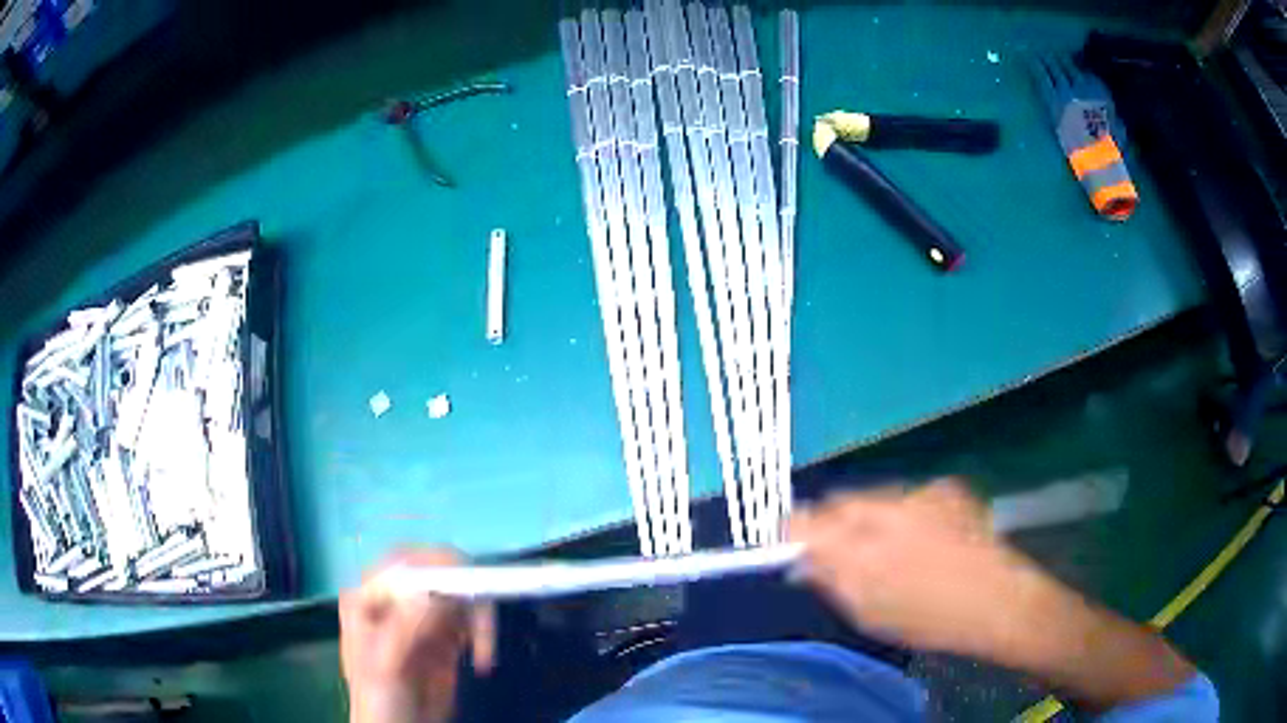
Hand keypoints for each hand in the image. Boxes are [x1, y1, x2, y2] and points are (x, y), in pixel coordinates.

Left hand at [340, 549, 494, 722]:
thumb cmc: (379, 697)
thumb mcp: (386, 662)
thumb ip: (405, 625)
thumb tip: (435, 591)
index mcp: (369, 597)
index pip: (403, 563)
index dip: (435, 563)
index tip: (467, 579)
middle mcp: (396, 600)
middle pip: (437, 574)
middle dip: (465, 591)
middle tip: (483, 616)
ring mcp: (421, 618)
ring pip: (459, 596)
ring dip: (478, 618)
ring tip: (483, 651)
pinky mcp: (445, 638)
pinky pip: (470, 621)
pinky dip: (483, 635)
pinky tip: (482, 659)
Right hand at [789, 479, 1195, 710]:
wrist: (1001, 601)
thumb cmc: (932, 618)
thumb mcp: (870, 611)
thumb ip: (832, 578)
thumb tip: (804, 557)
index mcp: (863, 540)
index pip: (808, 518)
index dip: (796, 529)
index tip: (795, 546)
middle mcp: (888, 504)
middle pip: (842, 500)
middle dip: (835, 522)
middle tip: (842, 554)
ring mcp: (921, 492)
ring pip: (876, 497)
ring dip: (871, 518)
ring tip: (890, 551)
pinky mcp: (947, 489)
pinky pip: (909, 497)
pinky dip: (904, 514)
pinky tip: (923, 540)